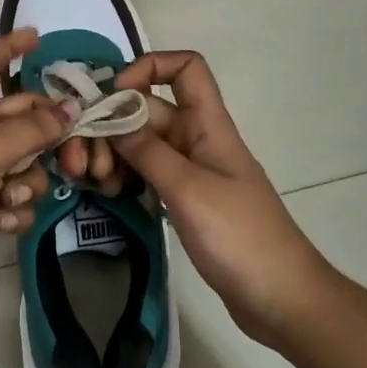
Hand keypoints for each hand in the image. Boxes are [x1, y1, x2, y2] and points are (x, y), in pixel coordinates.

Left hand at [0, 29, 73, 317]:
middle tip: (71, 161)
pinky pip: (11, 200)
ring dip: (26, 184)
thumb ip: (32, 130)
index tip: (38, 38)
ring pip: (22, 165)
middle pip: (20, 118)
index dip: (8, 46)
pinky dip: (11, 212)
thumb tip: (71, 109)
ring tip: (8, 200)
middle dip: (45, 138)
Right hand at [111, 51, 331, 345]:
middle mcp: (198, 140)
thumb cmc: (241, 238)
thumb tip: (112, 117)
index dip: (149, 67)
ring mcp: (191, 171)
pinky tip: (109, 194)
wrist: (282, 300)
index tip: (115, 95)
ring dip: (114, 153)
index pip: (186, 68)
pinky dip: (126, 177)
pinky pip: (148, 173)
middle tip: (84, 159)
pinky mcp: (185, 200)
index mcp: (209, 125)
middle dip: (113, 124)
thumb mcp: (189, 190)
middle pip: (150, 110)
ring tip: (94, 181)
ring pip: (143, 143)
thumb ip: (148, 151)